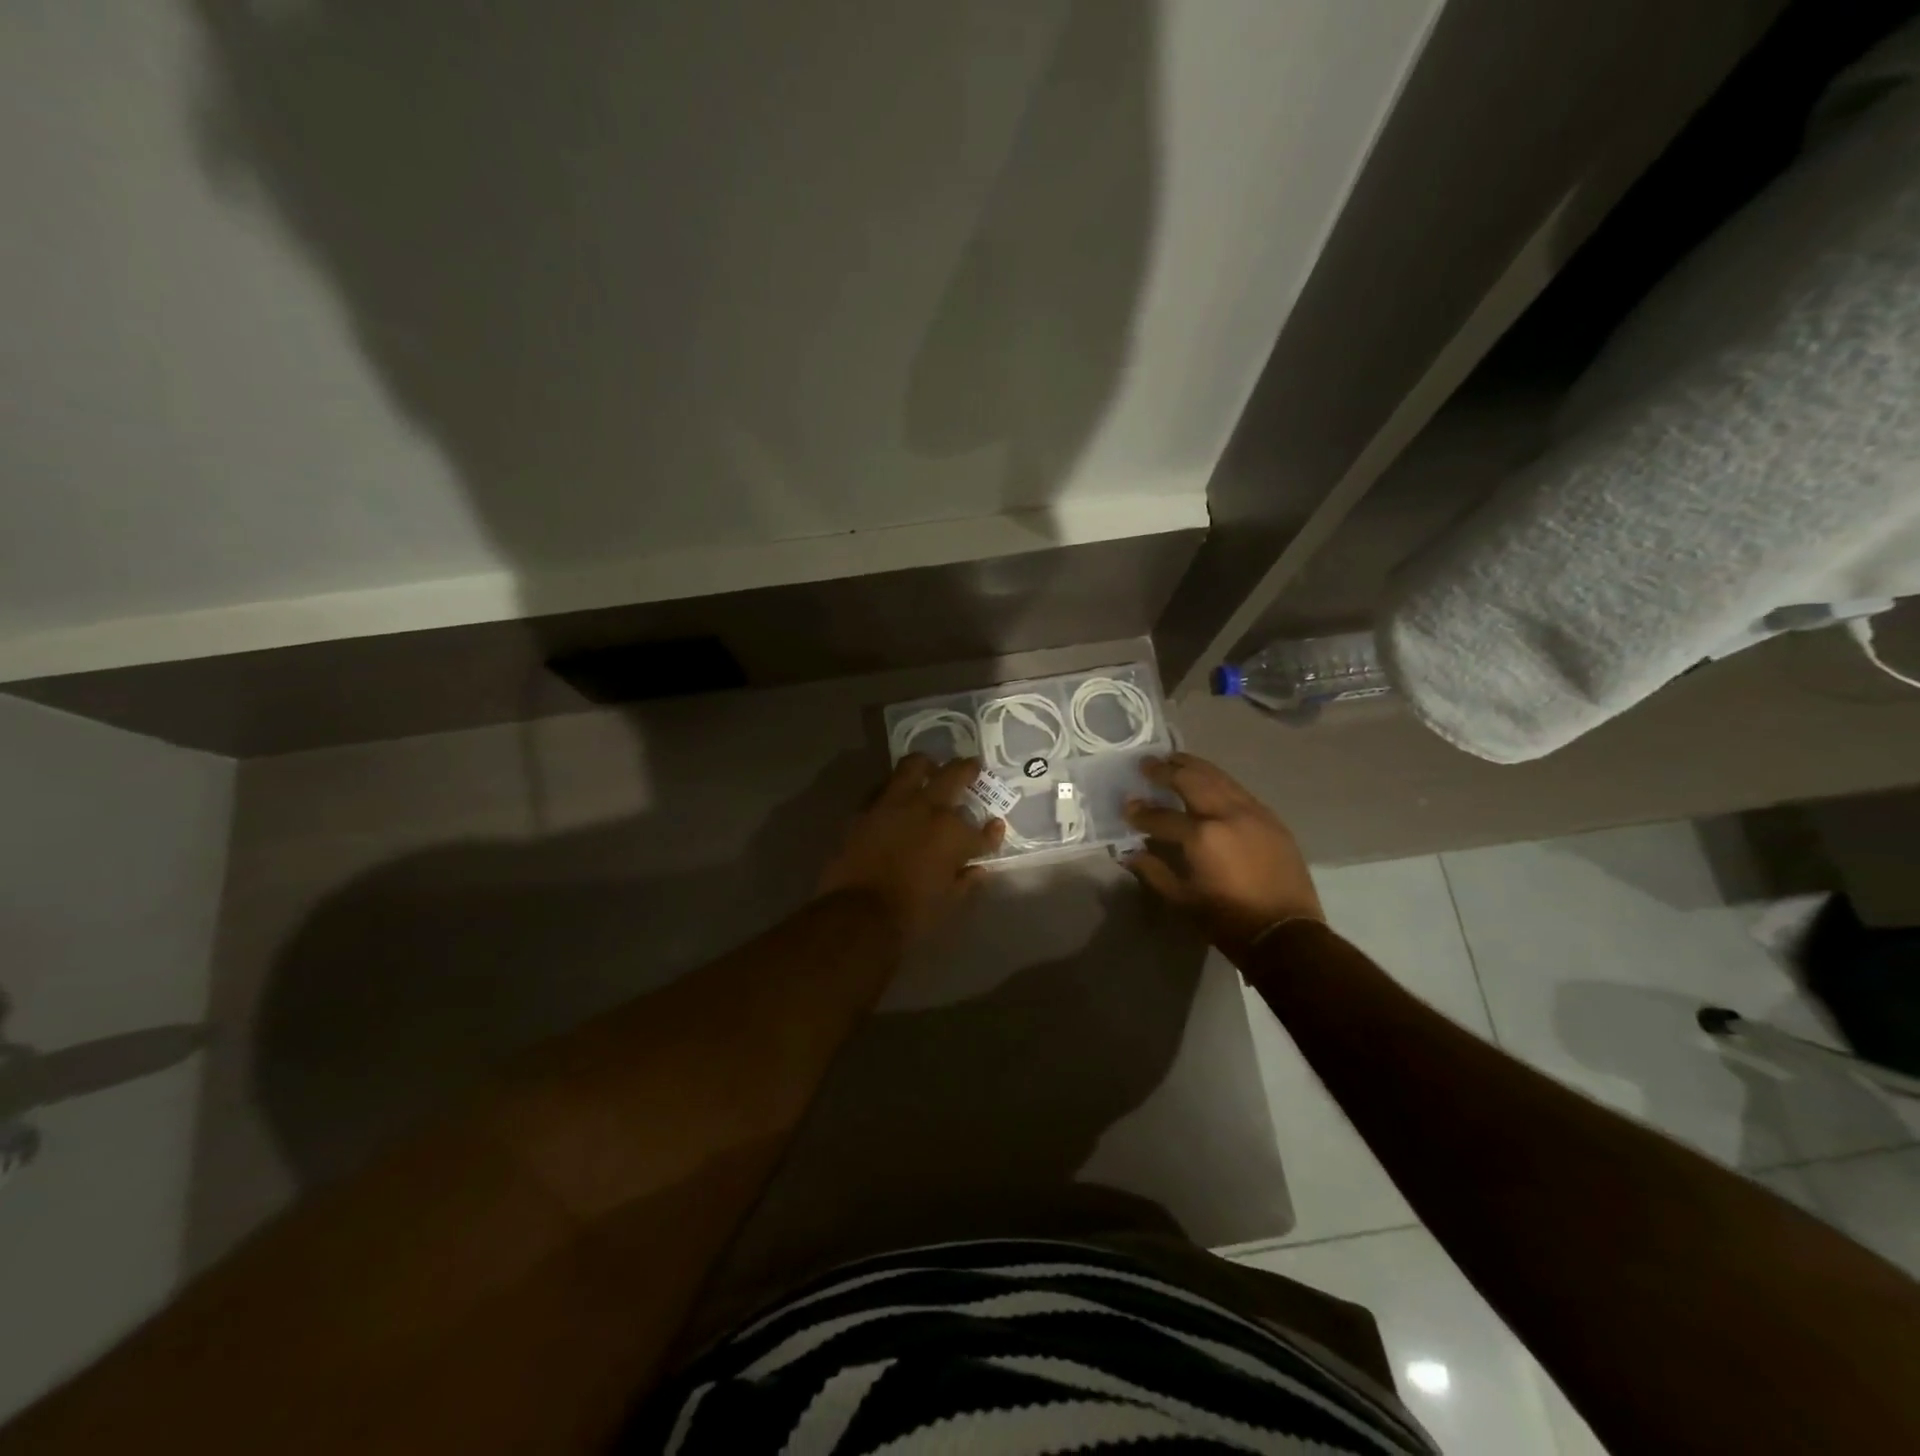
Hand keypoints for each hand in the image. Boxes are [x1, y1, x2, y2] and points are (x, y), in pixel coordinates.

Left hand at [818, 755, 1005, 941]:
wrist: (857, 913)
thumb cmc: (911, 913)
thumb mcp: (948, 902)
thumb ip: (966, 881)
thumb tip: (978, 869)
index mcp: (955, 834)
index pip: (983, 831)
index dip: (992, 832)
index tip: (995, 827)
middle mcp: (929, 809)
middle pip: (954, 776)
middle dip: (968, 770)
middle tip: (972, 766)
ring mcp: (895, 804)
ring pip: (914, 766)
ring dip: (927, 765)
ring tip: (930, 767)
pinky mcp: (867, 808)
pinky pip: (884, 787)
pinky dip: (895, 787)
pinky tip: (897, 793)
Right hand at [1123, 752, 1322, 949]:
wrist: (1285, 934)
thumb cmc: (1227, 920)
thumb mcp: (1182, 900)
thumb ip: (1153, 870)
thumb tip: (1129, 853)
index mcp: (1202, 836)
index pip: (1161, 816)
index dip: (1140, 811)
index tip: (1126, 805)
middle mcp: (1227, 814)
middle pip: (1191, 780)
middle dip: (1166, 770)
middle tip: (1147, 763)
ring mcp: (1253, 812)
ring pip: (1218, 778)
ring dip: (1193, 766)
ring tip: (1175, 760)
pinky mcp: (1271, 819)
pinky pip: (1239, 790)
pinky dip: (1218, 781)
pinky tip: (1209, 782)